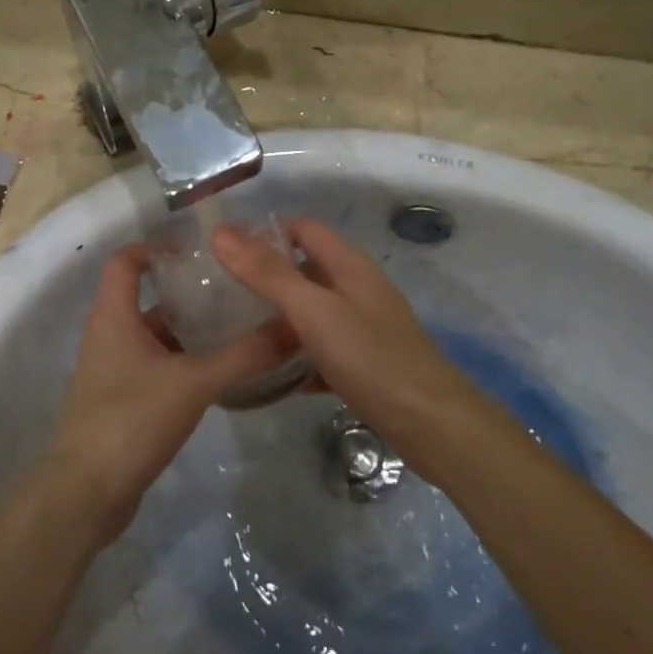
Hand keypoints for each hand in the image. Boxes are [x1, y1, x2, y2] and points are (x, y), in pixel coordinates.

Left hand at [42, 243, 296, 542]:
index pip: (125, 261)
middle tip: (235, 286)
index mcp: (113, 316)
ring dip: (190, 330)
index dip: (156, 247)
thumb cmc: (131, 420)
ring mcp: (114, 371)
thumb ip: (244, 355)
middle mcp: (109, 336)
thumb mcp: (194, 382)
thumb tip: (295, 326)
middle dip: (187, 291)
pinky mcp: (123, 402)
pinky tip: (220, 371)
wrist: (86, 493)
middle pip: (146, 298)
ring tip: (238, 324)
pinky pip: (156, 367)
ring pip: (155, 336)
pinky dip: (184, 362)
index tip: (199, 246)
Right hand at [210, 219, 487, 473]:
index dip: (266, 231)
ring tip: (237, 332)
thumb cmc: (371, 358)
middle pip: (307, 270)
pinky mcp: (366, 364)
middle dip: (267, 277)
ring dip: (280, 319)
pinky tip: (275, 375)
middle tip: (221, 294)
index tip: (225, 250)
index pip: (304, 229)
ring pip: (314, 313)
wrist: (431, 424)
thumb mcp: (314, 312)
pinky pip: (324, 351)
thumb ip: (268, 273)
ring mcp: (365, 329)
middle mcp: (359, 291)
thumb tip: (221, 232)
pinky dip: (300, 357)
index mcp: (350, 267)